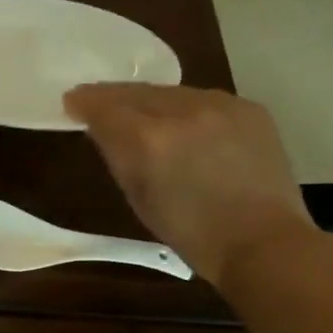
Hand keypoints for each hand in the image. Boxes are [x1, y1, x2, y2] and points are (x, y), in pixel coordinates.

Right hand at [63, 83, 321, 290]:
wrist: (260, 240)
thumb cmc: (188, 231)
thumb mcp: (137, 196)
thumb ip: (118, 156)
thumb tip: (103, 130)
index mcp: (147, 140)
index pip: (105, 107)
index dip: (85, 102)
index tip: (71, 101)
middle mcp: (182, 112)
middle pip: (136, 92)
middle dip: (112, 95)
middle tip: (95, 99)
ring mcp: (220, 105)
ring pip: (170, 92)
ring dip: (148, 99)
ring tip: (136, 109)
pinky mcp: (248, 108)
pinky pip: (203, 99)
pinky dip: (184, 107)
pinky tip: (182, 123)